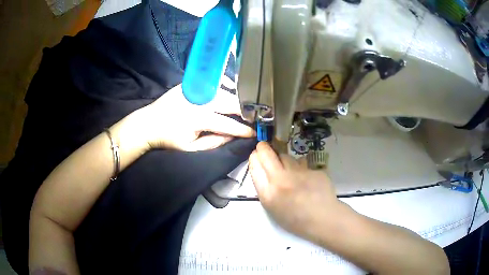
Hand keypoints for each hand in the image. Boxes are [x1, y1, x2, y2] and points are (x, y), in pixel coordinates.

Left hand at [130, 79, 254, 151]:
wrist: (149, 123)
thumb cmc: (169, 139)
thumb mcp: (190, 148)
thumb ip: (213, 142)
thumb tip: (233, 136)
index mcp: (199, 118)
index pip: (228, 124)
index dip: (243, 129)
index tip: (254, 132)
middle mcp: (200, 100)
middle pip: (230, 102)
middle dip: (244, 110)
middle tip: (254, 116)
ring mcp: (196, 89)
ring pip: (224, 90)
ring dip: (237, 97)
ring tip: (246, 104)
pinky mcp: (191, 83)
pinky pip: (213, 81)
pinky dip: (225, 84)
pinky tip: (231, 87)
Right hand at [249, 142, 346, 240]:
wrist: (322, 219)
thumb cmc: (295, 220)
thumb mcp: (273, 208)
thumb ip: (267, 189)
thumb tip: (265, 171)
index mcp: (268, 194)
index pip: (255, 167)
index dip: (254, 158)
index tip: (255, 155)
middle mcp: (281, 180)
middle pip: (267, 155)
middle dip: (263, 148)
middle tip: (263, 146)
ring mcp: (298, 173)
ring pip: (285, 156)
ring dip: (282, 159)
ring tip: (287, 167)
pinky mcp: (312, 170)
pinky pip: (302, 163)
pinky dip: (300, 168)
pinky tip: (305, 178)